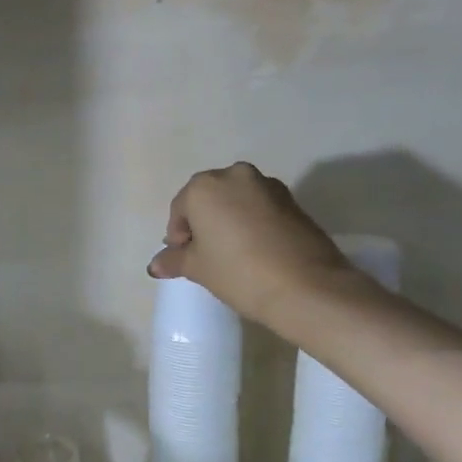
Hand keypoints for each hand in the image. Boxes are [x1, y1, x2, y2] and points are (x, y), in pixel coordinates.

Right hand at [147, 163, 351, 325]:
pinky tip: (254, 249)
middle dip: (202, 222)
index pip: (180, 208)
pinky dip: (251, 222)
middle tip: (204, 253)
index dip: (177, 235)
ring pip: (236, 201)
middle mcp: (235, 176)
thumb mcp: (198, 268)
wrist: (306, 286)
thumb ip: (174, 260)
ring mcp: (268, 185)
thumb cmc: (238, 272)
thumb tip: (155, 265)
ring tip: (231, 252)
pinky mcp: (293, 200)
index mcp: (205, 186)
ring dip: (228, 220)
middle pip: (209, 198)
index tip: (183, 257)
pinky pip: (260, 208)